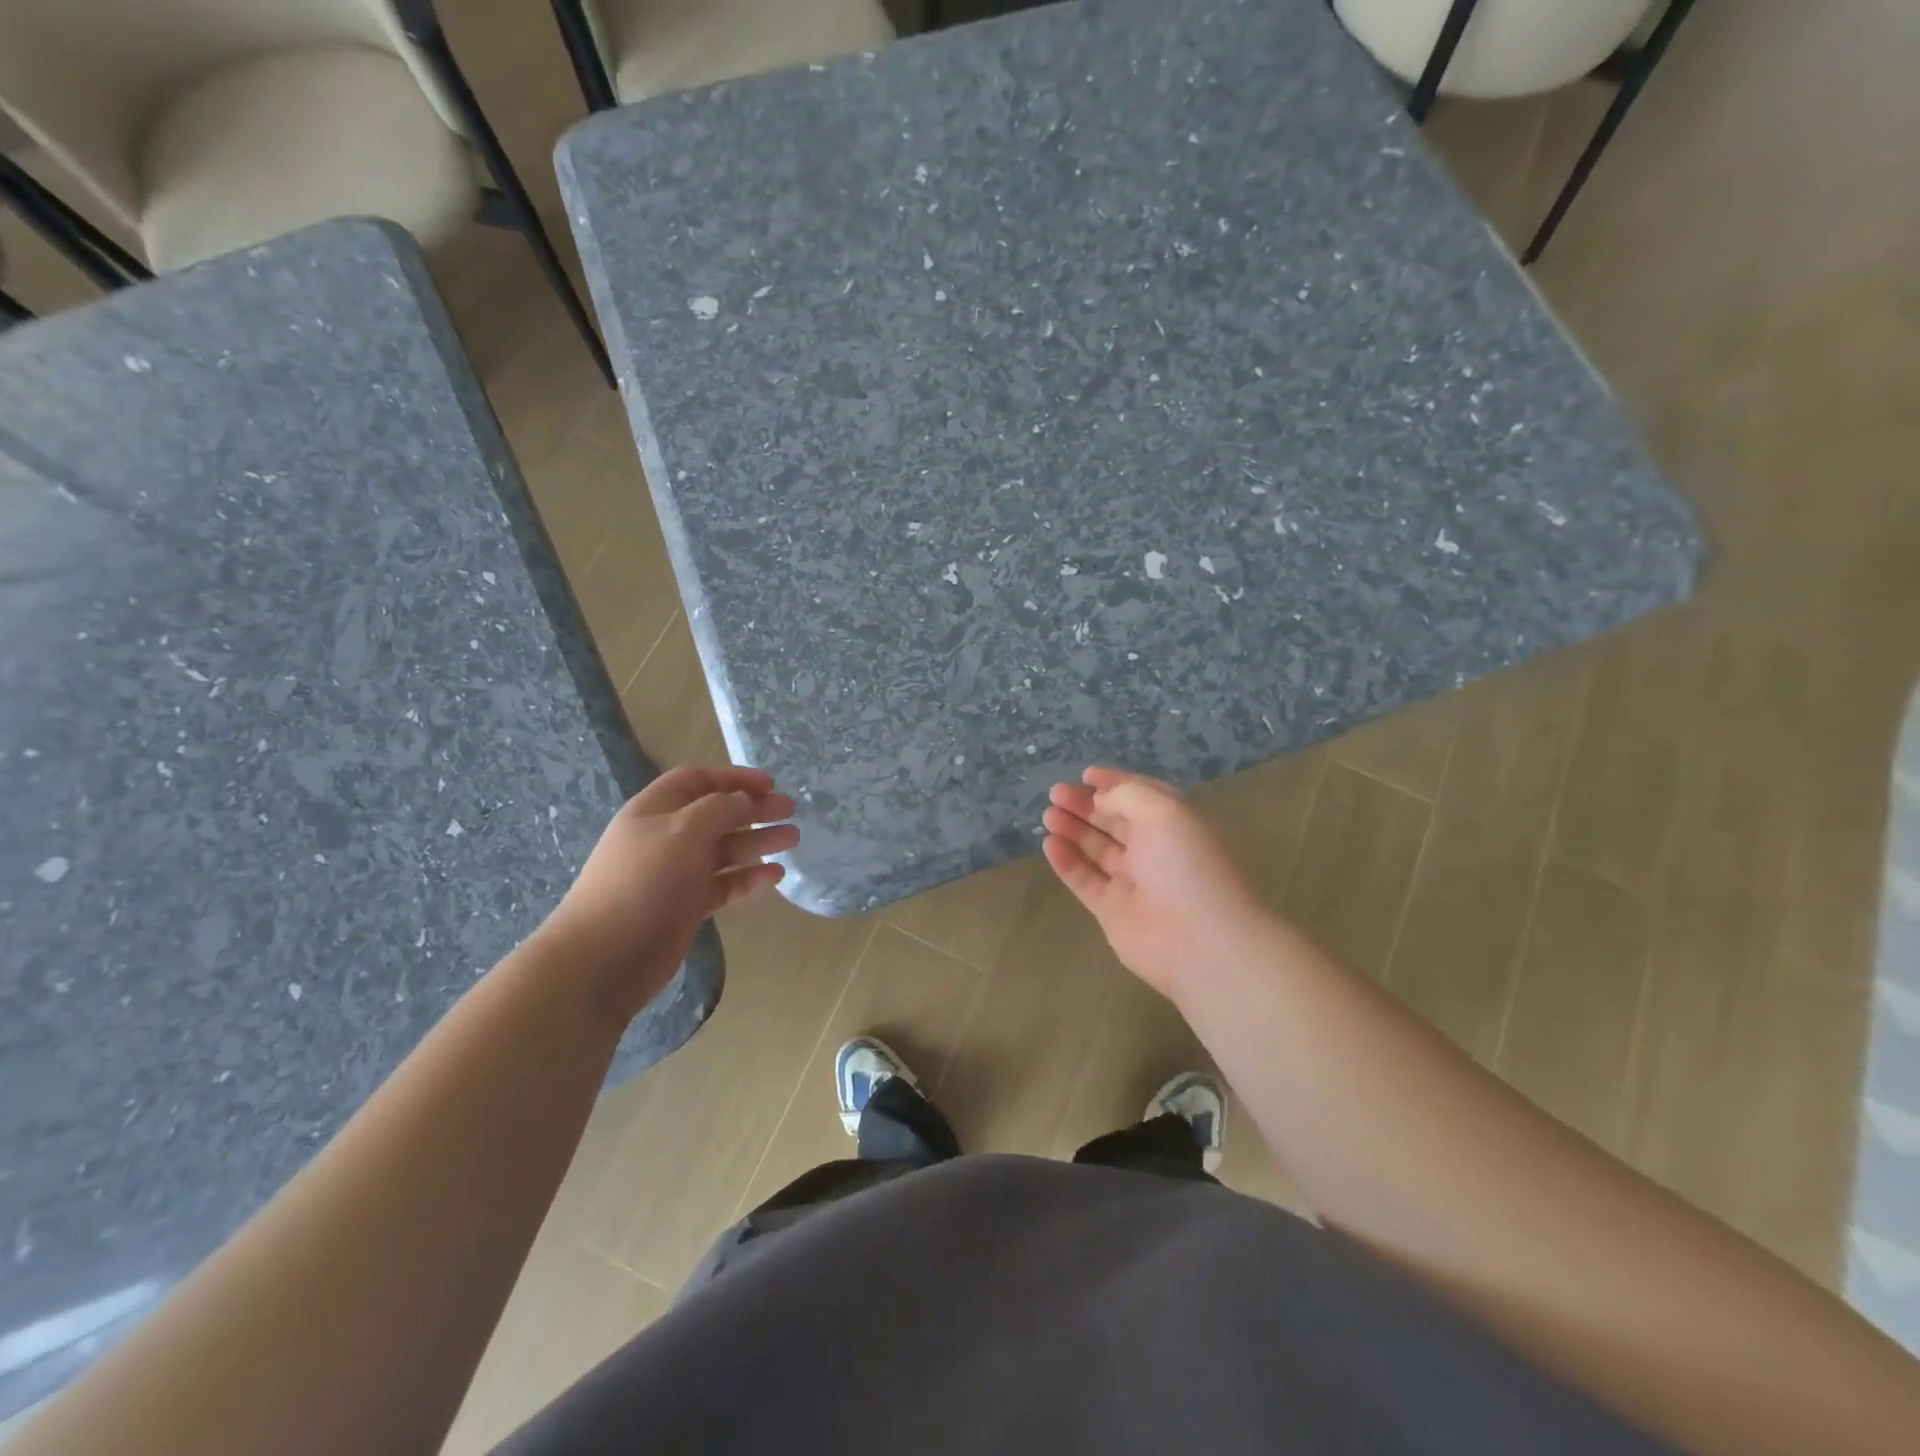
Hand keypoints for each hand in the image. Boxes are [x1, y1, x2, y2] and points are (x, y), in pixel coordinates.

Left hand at [536, 766, 796, 1022]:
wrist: (605, 956)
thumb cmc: (645, 881)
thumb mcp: (684, 831)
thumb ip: (719, 809)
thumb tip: (743, 800)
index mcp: (655, 811)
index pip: (697, 781)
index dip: (733, 778)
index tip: (770, 784)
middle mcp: (665, 838)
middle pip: (716, 814)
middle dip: (753, 809)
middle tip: (790, 811)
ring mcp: (675, 874)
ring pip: (723, 850)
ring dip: (758, 841)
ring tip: (793, 839)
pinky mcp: (685, 906)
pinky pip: (723, 884)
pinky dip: (748, 877)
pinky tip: (775, 875)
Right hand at [1042, 767, 1262, 999]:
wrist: (1200, 941)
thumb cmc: (1186, 866)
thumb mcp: (1164, 812)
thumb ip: (1128, 795)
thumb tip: (1100, 798)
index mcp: (1173, 824)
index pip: (1140, 797)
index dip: (1114, 784)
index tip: (1085, 775)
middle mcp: (1154, 850)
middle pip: (1113, 821)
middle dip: (1085, 805)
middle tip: (1055, 794)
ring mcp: (1132, 882)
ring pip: (1096, 849)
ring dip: (1072, 829)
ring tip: (1048, 815)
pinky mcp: (1112, 910)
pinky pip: (1084, 880)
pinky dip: (1067, 862)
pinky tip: (1050, 844)